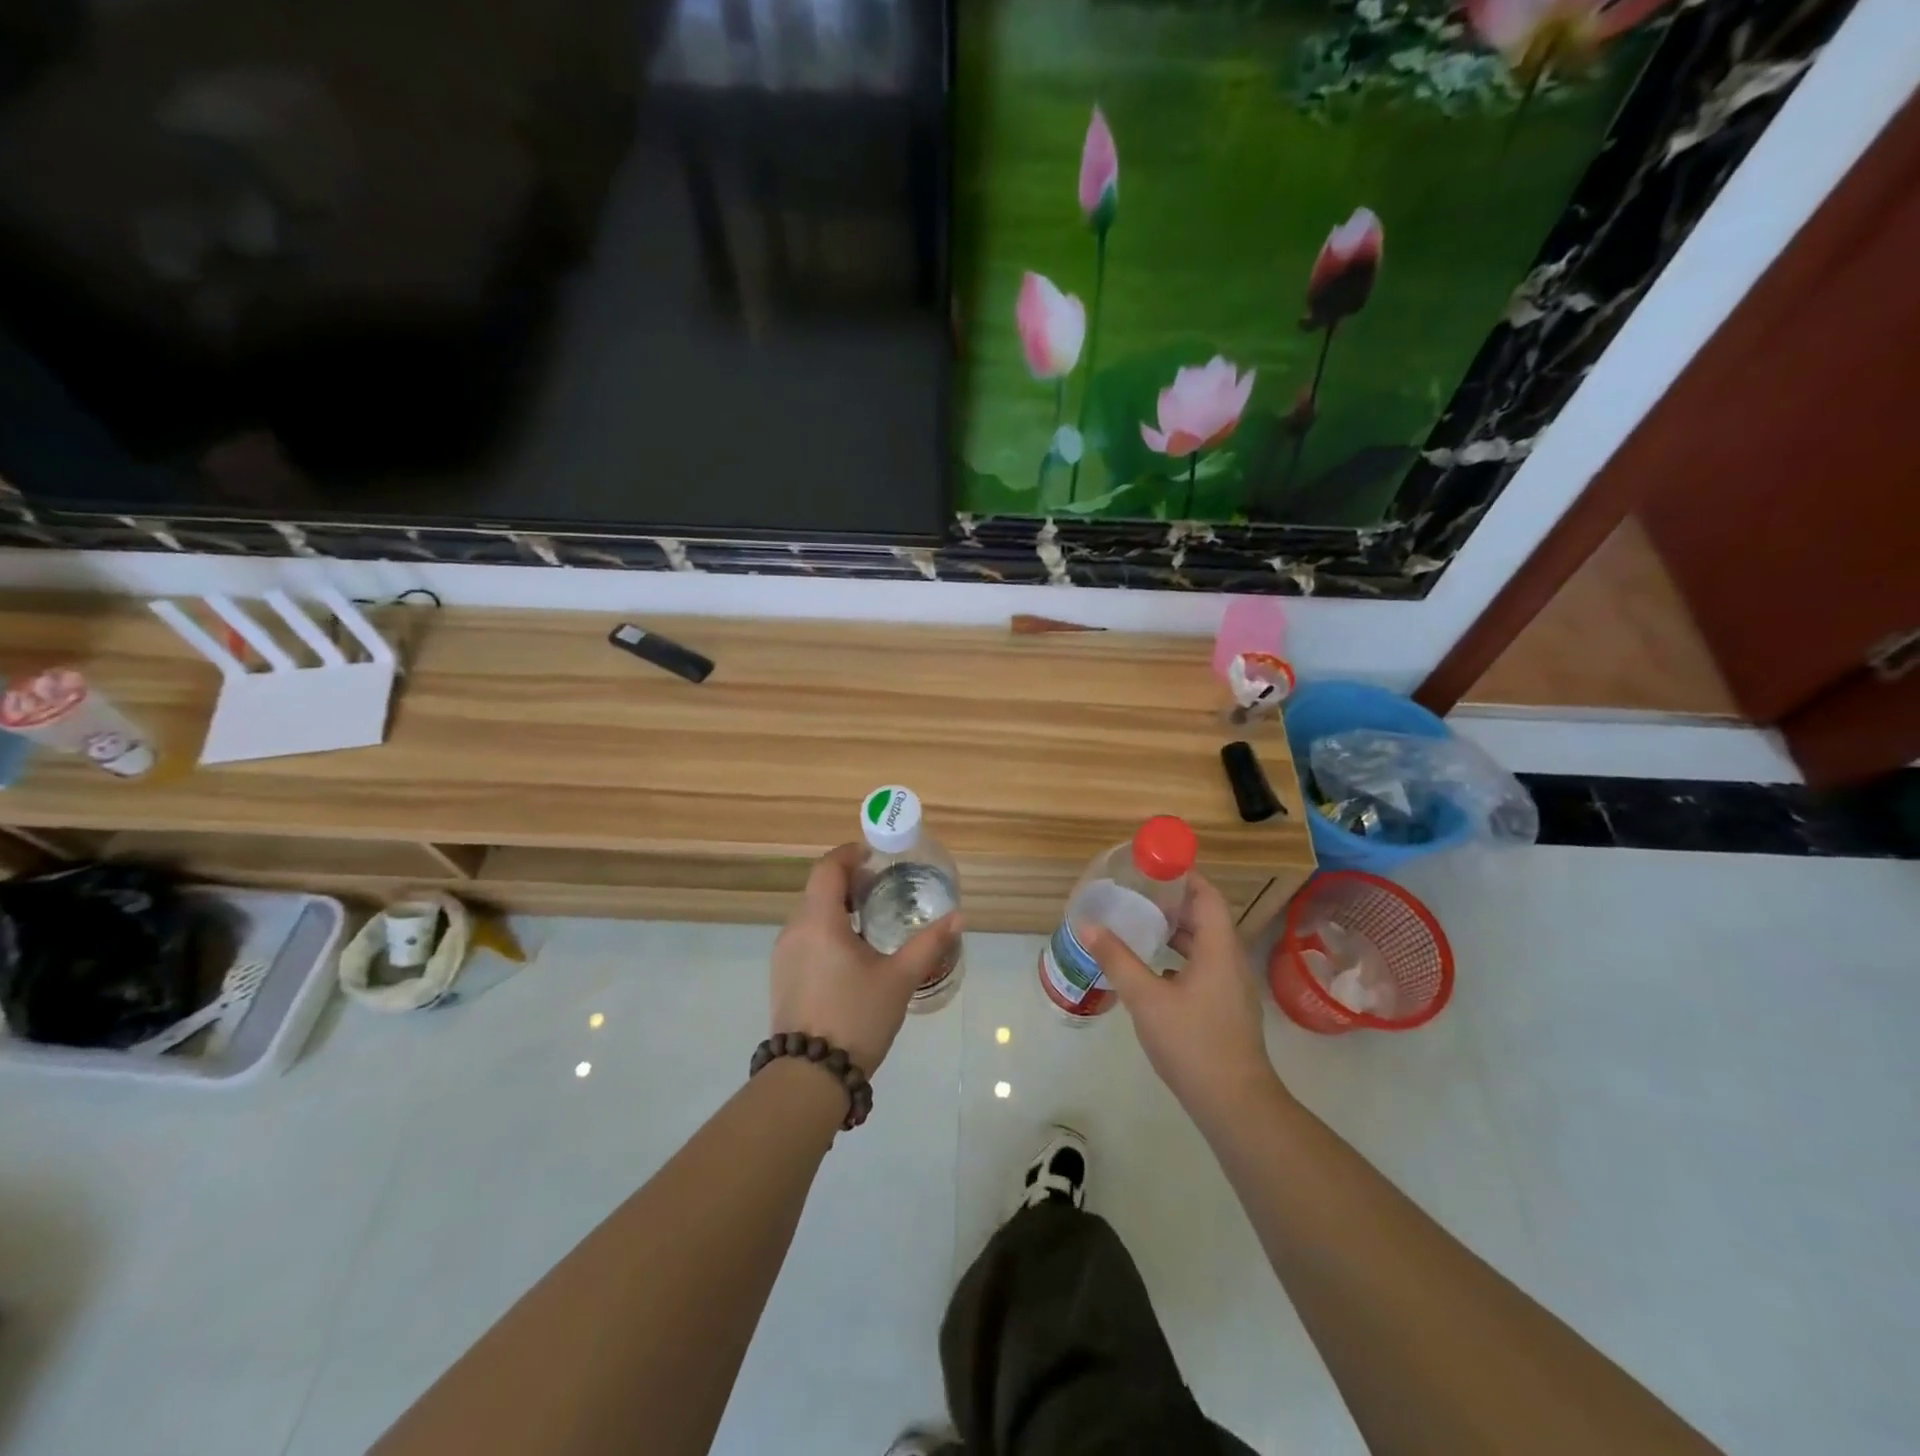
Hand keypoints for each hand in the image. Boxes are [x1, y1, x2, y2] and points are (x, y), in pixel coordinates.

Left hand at [770, 844, 960, 1075]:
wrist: (809, 1077)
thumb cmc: (856, 1017)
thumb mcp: (899, 979)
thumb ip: (928, 944)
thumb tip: (958, 917)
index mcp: (819, 921)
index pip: (828, 868)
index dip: (850, 855)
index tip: (876, 856)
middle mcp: (794, 930)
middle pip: (819, 889)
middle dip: (850, 882)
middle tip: (884, 888)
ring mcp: (783, 954)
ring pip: (810, 914)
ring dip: (838, 907)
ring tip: (872, 920)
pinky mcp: (782, 976)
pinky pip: (805, 937)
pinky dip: (827, 930)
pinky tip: (852, 953)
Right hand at [1082, 873, 1279, 1121]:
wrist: (1235, 1104)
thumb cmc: (1193, 1043)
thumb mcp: (1146, 999)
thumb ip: (1117, 959)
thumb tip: (1087, 925)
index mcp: (1219, 948)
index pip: (1207, 895)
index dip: (1184, 876)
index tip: (1152, 866)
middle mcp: (1230, 960)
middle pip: (1205, 917)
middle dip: (1172, 902)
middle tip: (1136, 894)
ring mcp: (1231, 986)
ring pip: (1204, 944)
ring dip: (1175, 931)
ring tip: (1139, 925)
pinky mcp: (1226, 1007)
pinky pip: (1203, 966)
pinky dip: (1179, 957)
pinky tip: (1152, 969)